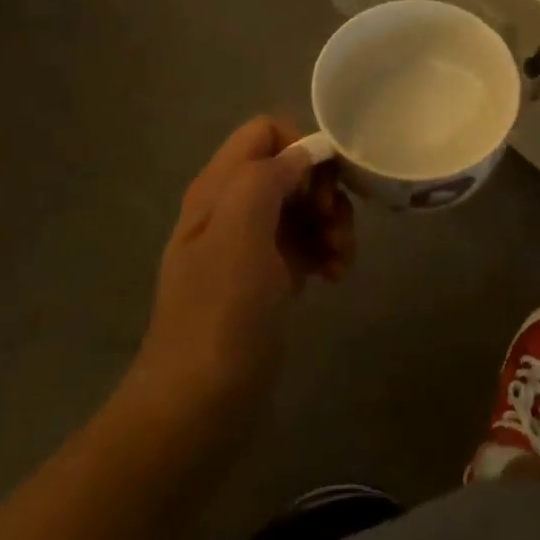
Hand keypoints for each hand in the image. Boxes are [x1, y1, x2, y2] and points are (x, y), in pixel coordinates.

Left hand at [130, 118, 353, 426]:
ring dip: (331, 223)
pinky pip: (304, 243)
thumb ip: (268, 177)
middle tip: (335, 226)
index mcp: (219, 187)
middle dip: (323, 190)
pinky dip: (325, 251)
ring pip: (303, 206)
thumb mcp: (240, 232)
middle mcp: (232, 207)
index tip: (324, 186)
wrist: (198, 407)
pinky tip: (335, 276)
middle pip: (291, 168)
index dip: (301, 147)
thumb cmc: (221, 313)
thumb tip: (303, 153)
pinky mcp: (266, 278)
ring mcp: (250, 245)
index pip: (266, 132)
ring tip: (341, 259)